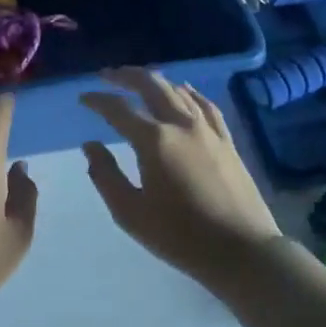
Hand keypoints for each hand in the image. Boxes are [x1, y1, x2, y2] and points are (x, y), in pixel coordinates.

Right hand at [80, 68, 280, 283]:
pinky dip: (188, 92)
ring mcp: (208, 130)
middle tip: (108, 75)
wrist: (242, 251)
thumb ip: (105, 175)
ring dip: (155, 81)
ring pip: (178, 91)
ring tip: (138, 81)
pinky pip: (205, 105)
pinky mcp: (226, 141)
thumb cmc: (180, 236)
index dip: (98, 100)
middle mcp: (181, 124)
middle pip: (151, 85)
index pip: (118, 109)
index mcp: (154, 140)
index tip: (83, 98)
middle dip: (126, 76)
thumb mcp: (130, 213)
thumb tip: (90, 145)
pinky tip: (183, 91)